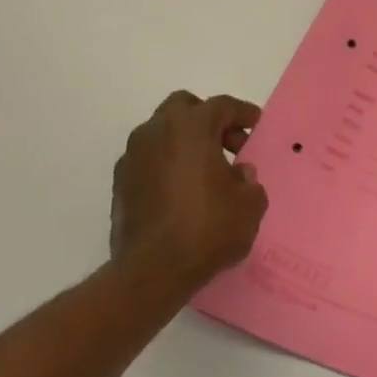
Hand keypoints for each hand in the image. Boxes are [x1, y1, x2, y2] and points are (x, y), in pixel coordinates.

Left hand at [110, 91, 268, 298]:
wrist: (153, 270)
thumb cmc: (209, 228)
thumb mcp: (250, 204)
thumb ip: (249, 181)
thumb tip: (239, 174)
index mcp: (191, 128)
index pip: (221, 106)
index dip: (243, 113)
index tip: (256, 125)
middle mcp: (156, 133)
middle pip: (184, 108)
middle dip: (208, 120)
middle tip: (229, 145)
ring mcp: (133, 157)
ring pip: (162, 133)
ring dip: (185, 142)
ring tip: (207, 171)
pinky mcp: (120, 183)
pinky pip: (150, 159)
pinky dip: (168, 164)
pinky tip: (184, 191)